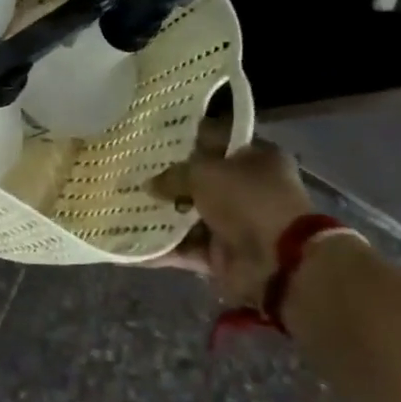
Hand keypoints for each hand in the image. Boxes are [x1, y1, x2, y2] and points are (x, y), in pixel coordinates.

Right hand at [146, 123, 313, 308]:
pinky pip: (184, 248)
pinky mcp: (221, 255)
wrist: (279, 263)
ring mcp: (234, 224)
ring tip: (121, 206)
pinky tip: (128, 243)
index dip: (184, 139)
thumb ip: (172, 175)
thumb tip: (149, 184)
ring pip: (188, 215)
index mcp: (255, 158)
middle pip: (198, 180)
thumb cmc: (247, 200)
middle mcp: (247, 189)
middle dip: (165, 180)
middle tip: (129, 173)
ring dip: (159, 215)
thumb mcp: (204, 173)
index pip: (215, 140)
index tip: (151, 140)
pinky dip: (159, 248)